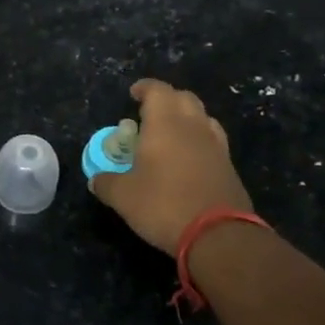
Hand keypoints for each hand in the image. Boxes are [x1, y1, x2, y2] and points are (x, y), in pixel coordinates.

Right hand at [88, 79, 252, 254]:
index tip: (134, 93)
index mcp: (165, 124)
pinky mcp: (229, 167)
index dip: (145, 88)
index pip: (158, 91)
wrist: (218, 235)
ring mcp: (216, 146)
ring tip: (170, 133)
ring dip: (186, 118)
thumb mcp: (122, 197)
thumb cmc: (163, 205)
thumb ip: (106, 183)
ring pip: (203, 118)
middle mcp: (193, 127)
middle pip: (184, 98)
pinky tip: (187, 158)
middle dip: (167, 100)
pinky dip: (198, 141)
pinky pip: (212, 141)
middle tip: (149, 113)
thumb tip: (96, 180)